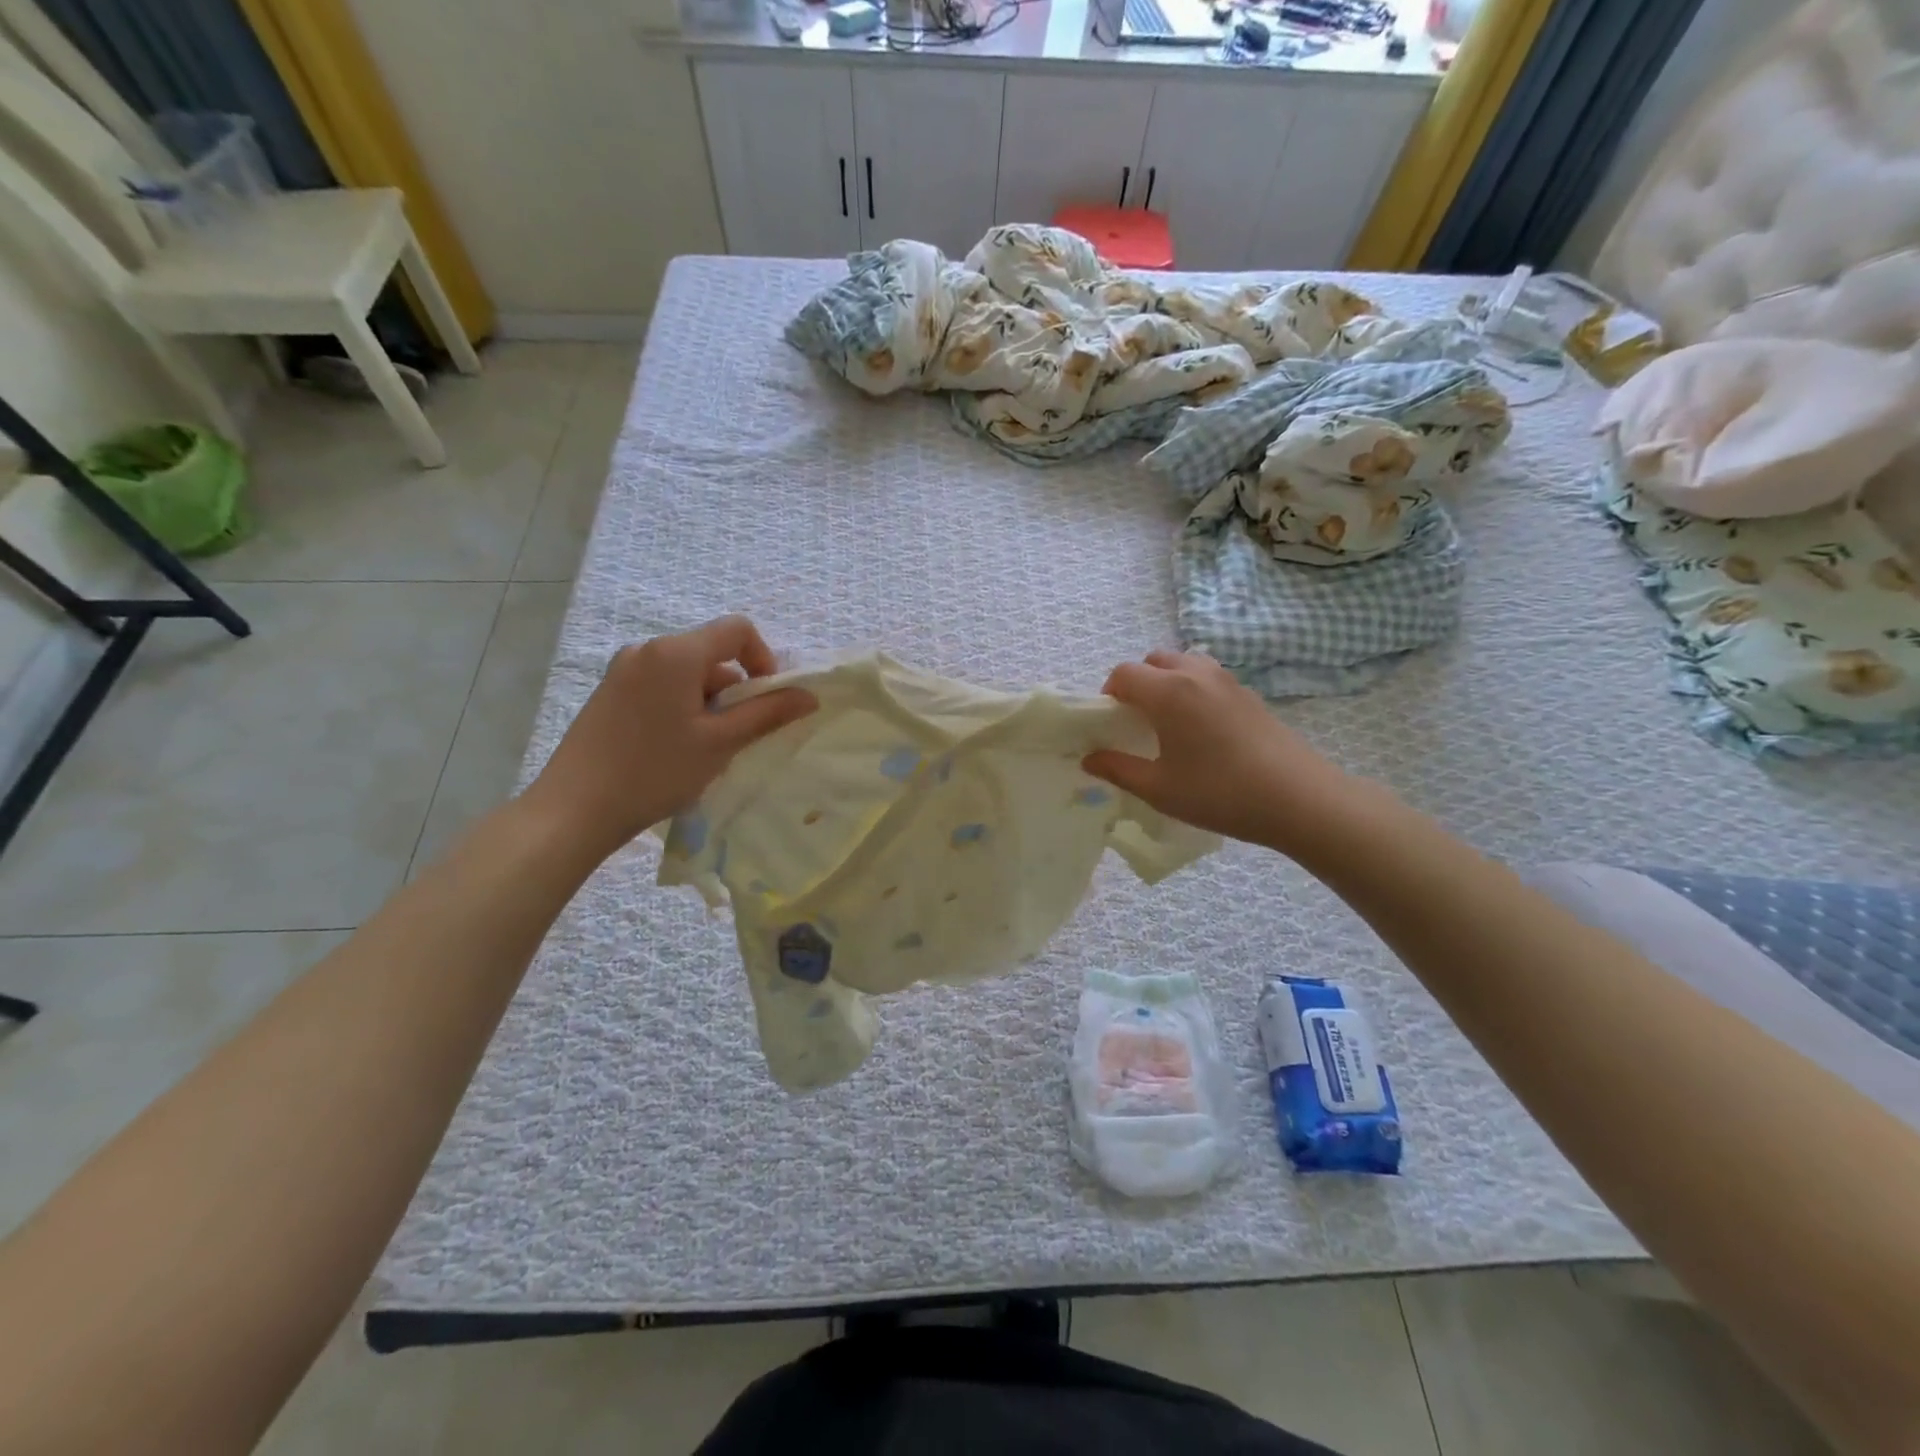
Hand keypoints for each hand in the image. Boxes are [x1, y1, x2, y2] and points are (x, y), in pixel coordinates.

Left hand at [526, 616, 815, 858]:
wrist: (574, 809)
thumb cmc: (655, 771)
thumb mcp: (720, 743)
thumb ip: (767, 713)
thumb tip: (809, 695)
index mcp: (675, 653)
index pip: (737, 630)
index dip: (763, 659)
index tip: (766, 701)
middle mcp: (647, 649)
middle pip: (711, 653)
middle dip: (734, 689)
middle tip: (735, 737)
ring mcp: (622, 670)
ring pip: (687, 674)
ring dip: (709, 703)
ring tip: (703, 750)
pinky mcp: (609, 693)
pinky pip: (661, 686)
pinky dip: (682, 707)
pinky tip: (674, 748)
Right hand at [1083, 649, 1355, 855]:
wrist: (1298, 799)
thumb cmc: (1220, 793)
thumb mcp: (1159, 789)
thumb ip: (1118, 769)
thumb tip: (1090, 759)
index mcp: (1168, 692)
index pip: (1124, 673)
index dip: (1109, 695)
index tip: (1111, 724)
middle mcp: (1196, 674)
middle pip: (1154, 661)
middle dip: (1138, 684)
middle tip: (1138, 722)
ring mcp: (1227, 681)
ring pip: (1185, 663)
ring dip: (1167, 682)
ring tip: (1169, 723)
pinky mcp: (1250, 694)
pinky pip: (1209, 678)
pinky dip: (1194, 691)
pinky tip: (1203, 732)